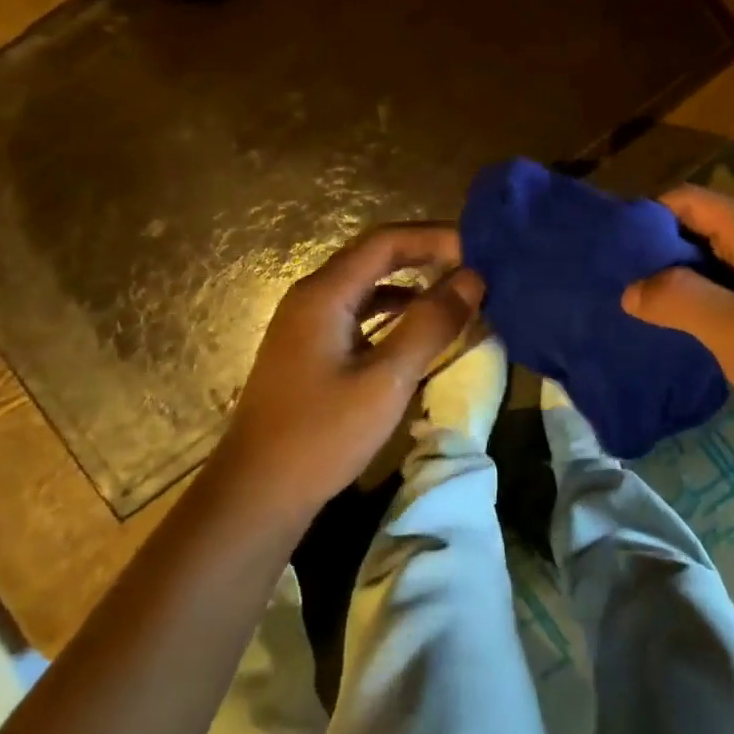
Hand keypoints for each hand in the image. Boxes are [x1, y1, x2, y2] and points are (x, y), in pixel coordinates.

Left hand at [210, 224, 482, 518]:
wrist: (255, 496)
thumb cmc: (321, 435)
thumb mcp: (386, 380)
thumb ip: (430, 325)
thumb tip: (473, 279)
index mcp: (325, 293)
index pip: (386, 241)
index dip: (435, 237)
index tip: (479, 248)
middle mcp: (312, 296)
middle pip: (375, 256)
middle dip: (426, 254)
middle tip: (473, 264)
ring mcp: (307, 323)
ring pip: (367, 284)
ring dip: (411, 282)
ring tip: (455, 290)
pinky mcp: (310, 349)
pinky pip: (358, 312)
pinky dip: (393, 311)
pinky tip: (418, 328)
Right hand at [621, 184, 733, 464]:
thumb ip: (681, 298)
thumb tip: (628, 290)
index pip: (692, 201)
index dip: (650, 213)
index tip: (609, 241)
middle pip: (692, 229)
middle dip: (650, 246)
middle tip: (606, 273)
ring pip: (696, 265)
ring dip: (661, 277)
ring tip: (618, 296)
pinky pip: (706, 296)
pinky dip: (677, 303)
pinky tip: (649, 322)